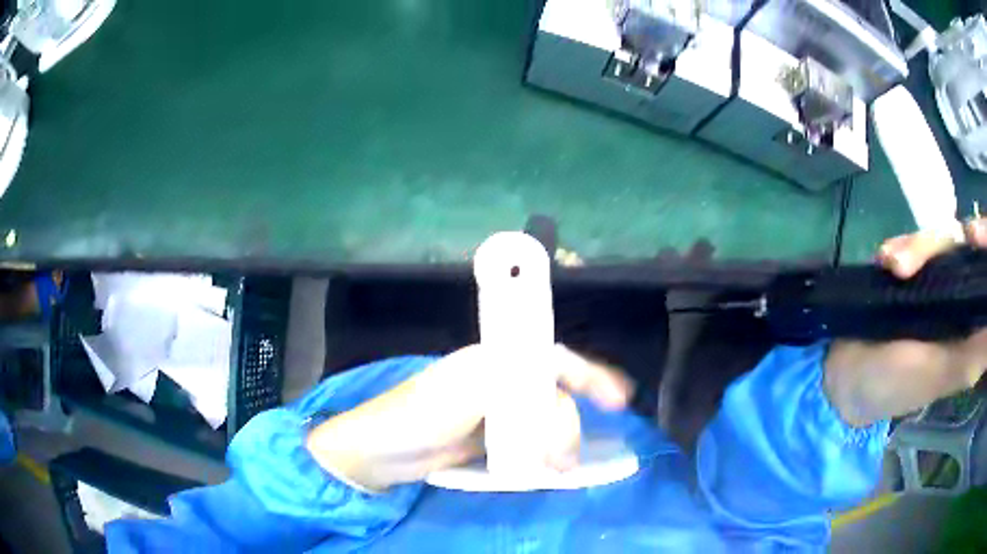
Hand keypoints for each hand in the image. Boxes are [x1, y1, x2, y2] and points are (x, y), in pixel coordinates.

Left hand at [305, 345, 632, 490]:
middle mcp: (499, 382)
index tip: (618, 399)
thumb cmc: (414, 418)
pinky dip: (545, 452)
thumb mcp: (461, 397)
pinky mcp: (491, 438)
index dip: (589, 372)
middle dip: (567, 424)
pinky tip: (551, 466)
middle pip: (553, 395)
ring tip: (558, 468)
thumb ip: (507, 388)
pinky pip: (530, 440)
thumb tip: (555, 399)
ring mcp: (496, 412)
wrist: (378, 454)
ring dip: (559, 441)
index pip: (552, 359)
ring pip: (545, 420)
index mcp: (492, 362)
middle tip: (563, 459)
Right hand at [824, 220, 986, 427]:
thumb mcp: (940, 374)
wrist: (845, 377)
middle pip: (963, 247)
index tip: (973, 236)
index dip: (983, 246)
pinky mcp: (911, 273)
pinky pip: (913, 242)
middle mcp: (958, 298)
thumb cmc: (894, 386)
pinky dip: (900, 245)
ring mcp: (935, 283)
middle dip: (942, 245)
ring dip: (915, 246)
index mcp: (970, 325)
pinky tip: (884, 260)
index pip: (984, 274)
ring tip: (891, 266)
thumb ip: (973, 354)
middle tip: (922, 254)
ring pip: (939, 240)